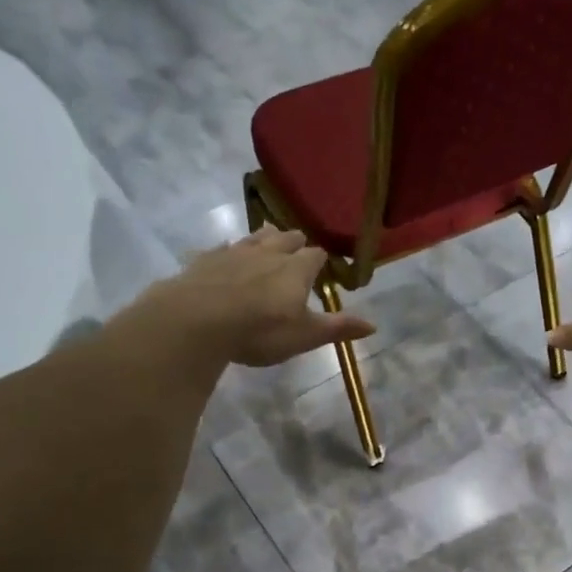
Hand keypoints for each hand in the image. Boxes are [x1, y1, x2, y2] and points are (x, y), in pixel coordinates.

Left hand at [114, 228, 375, 368]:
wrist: (197, 320)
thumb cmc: (260, 330)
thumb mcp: (305, 335)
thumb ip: (337, 328)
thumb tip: (374, 325)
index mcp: (296, 269)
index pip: (316, 256)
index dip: (321, 260)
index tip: (324, 264)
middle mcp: (268, 252)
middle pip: (286, 239)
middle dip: (294, 241)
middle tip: (298, 244)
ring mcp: (234, 252)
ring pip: (254, 237)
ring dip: (264, 237)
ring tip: (268, 235)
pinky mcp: (205, 260)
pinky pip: (221, 248)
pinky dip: (228, 250)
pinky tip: (225, 252)